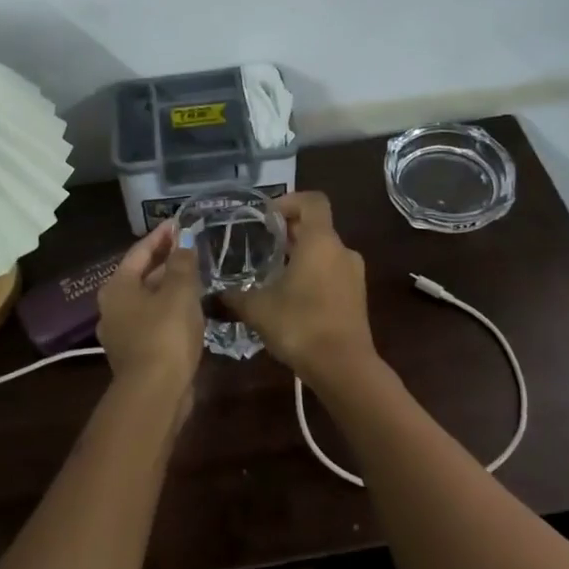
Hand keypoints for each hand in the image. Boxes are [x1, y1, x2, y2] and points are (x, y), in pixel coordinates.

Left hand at [97, 222, 203, 408]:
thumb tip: (184, 241)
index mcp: (117, 287)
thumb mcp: (179, 292)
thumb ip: (182, 263)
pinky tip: (191, 309)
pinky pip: (154, 321)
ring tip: (196, 276)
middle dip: (166, 261)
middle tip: (191, 248)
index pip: (139, 252)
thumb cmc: (165, 334)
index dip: (161, 236)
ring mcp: (122, 333)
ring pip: (148, 300)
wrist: (155, 393)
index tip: (180, 223)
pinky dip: (170, 310)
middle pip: (141, 275)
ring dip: (170, 286)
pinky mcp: (136, 353)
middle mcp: (112, 307)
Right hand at [224, 192, 378, 388]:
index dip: (289, 201)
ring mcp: (354, 274)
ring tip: (271, 273)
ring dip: (300, 256)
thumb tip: (211, 295)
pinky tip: (289, 298)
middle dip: (288, 232)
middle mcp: (342, 250)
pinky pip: (332, 273)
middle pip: (316, 226)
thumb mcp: (257, 309)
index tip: (266, 217)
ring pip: (324, 252)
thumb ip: (234, 296)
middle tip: (259, 245)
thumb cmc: (300, 325)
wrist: (344, 368)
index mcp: (320, 241)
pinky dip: (312, 275)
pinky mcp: (356, 297)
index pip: (312, 201)